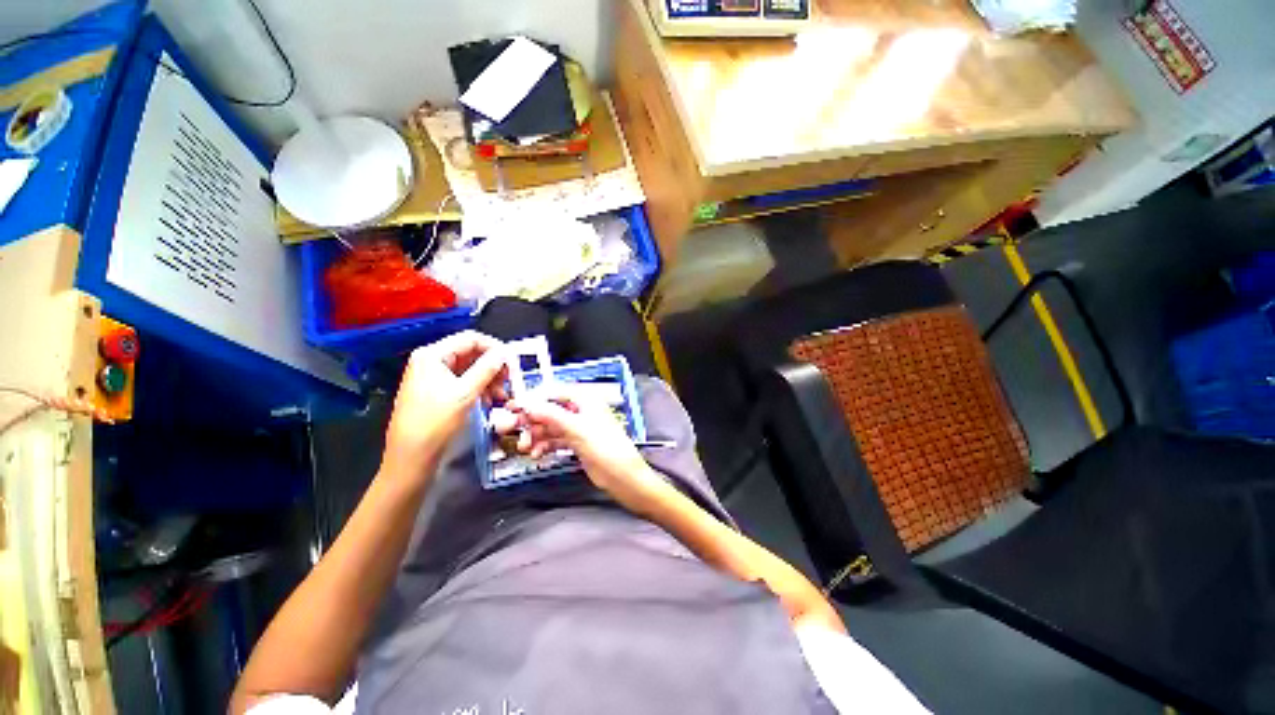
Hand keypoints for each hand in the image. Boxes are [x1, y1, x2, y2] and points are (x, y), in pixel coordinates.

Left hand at [383, 331, 506, 481]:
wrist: (411, 458)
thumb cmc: (434, 423)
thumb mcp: (465, 394)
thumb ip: (487, 369)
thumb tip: (504, 353)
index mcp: (432, 355)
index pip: (471, 339)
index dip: (495, 348)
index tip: (513, 362)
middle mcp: (431, 361)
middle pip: (471, 353)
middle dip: (493, 366)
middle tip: (509, 381)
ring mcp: (433, 376)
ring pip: (470, 368)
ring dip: (489, 378)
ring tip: (500, 395)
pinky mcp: (437, 391)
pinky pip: (464, 381)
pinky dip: (479, 387)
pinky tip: (489, 400)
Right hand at [507, 386, 669, 513]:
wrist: (622, 476)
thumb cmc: (604, 447)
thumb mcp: (576, 429)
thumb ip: (551, 415)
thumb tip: (527, 403)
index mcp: (585, 399)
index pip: (554, 392)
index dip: (533, 398)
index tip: (514, 408)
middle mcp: (581, 410)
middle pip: (550, 410)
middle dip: (532, 420)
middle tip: (513, 430)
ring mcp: (579, 427)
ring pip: (551, 426)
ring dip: (536, 435)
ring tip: (525, 448)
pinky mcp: (577, 443)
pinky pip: (555, 440)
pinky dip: (545, 445)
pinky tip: (536, 455)